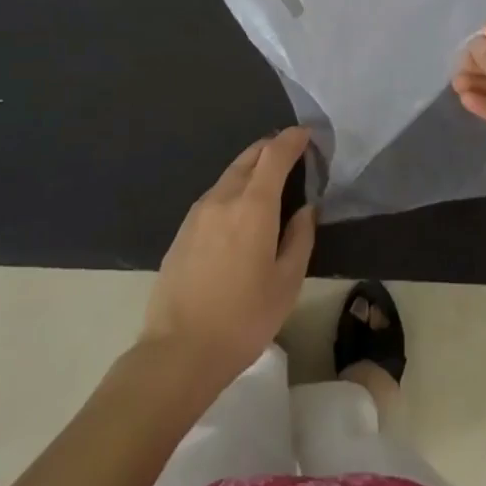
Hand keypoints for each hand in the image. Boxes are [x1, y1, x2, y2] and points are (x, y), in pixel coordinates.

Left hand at [142, 128, 317, 388]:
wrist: (178, 351)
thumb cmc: (243, 319)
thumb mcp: (287, 283)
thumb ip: (300, 238)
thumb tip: (306, 209)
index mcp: (253, 205)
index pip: (274, 154)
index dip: (292, 139)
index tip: (306, 134)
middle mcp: (224, 197)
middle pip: (249, 156)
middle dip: (271, 148)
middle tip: (291, 153)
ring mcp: (198, 212)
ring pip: (229, 174)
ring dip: (251, 167)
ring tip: (268, 180)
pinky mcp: (183, 230)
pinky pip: (215, 195)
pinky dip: (233, 188)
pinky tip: (240, 210)